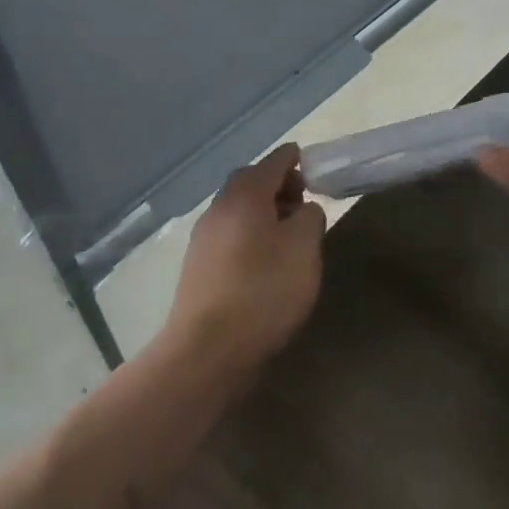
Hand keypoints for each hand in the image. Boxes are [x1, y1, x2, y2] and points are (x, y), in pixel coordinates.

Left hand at [164, 144, 325, 370]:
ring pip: (238, 211)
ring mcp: (203, 238)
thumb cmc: (264, 291)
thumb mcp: (304, 249)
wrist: (208, 349)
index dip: (294, 159)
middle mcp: (219, 208)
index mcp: (245, 195)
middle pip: (250, 183)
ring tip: (289, 235)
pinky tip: (265, 261)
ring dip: (263, 213)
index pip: (273, 162)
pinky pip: (229, 236)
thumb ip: (310, 218)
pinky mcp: (198, 267)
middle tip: (303, 202)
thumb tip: (302, 210)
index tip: (311, 163)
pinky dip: (250, 235)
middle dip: (278, 186)